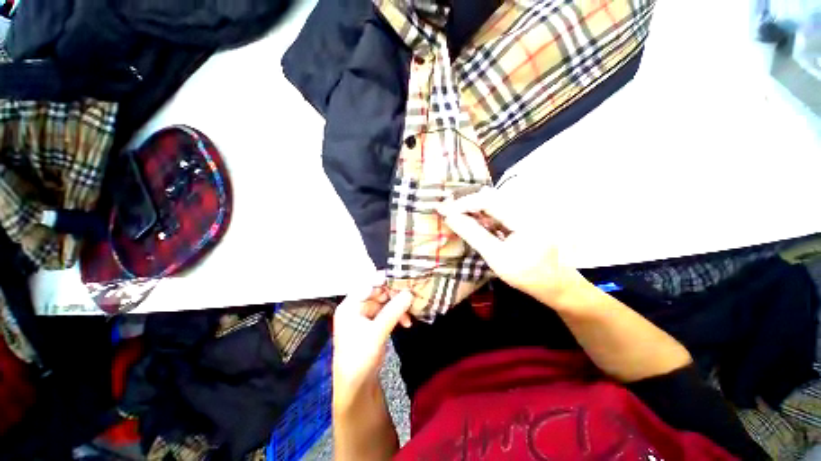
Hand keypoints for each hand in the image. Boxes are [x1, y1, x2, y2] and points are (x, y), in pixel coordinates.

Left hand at [333, 275, 412, 410]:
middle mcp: (356, 307)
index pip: (368, 284)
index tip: (403, 278)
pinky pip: (387, 312)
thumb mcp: (377, 333)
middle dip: (395, 294)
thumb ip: (393, 311)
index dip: (384, 280)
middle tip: (411, 295)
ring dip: (398, 306)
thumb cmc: (360, 357)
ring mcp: (365, 316)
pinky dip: (397, 315)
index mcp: (350, 306)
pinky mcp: (373, 324)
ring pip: (385, 302)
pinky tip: (406, 322)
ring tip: (410, 313)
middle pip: (378, 292)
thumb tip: (410, 293)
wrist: (356, 387)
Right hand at [437, 188, 587, 308]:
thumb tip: (450, 217)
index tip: (444, 210)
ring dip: (472, 208)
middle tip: (445, 209)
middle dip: (465, 203)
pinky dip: (481, 214)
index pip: (488, 200)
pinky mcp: (522, 217)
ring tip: (453, 214)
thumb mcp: (496, 257)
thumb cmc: (527, 275)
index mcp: (524, 217)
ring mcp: (525, 211)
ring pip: (492, 202)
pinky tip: (470, 220)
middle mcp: (526, 207)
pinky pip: (497, 210)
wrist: (555, 284)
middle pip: (490, 197)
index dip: (463, 203)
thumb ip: (473, 234)